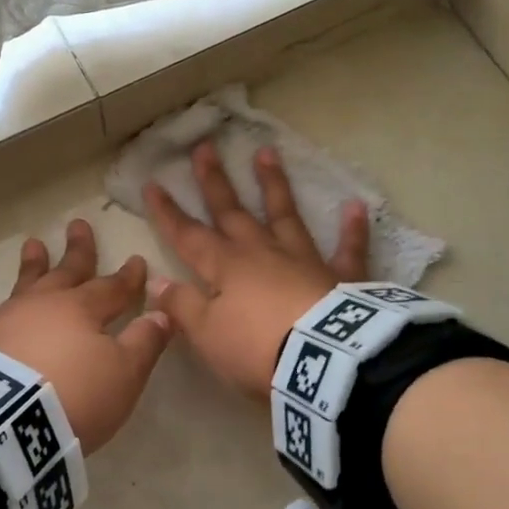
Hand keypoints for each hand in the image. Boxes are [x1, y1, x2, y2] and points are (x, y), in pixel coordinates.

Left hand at [0, 218, 172, 454]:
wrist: (1, 423)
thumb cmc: (74, 394)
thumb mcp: (123, 373)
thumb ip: (144, 341)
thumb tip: (162, 312)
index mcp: (82, 308)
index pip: (112, 287)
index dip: (128, 276)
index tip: (137, 260)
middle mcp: (44, 305)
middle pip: (66, 271)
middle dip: (78, 250)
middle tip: (77, 224)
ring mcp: (7, 321)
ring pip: (28, 284)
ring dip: (35, 264)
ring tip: (33, 245)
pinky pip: (2, 312)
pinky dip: (11, 303)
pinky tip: (7, 307)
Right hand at [144, 142, 368, 398]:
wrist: (323, 361)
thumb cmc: (257, 348)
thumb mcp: (207, 334)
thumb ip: (182, 305)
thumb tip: (157, 281)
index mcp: (225, 267)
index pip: (188, 235)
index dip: (168, 212)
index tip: (154, 183)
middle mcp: (261, 252)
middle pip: (232, 212)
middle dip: (215, 181)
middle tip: (205, 147)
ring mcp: (303, 259)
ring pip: (284, 214)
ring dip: (274, 184)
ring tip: (267, 152)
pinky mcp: (341, 276)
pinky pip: (347, 248)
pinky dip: (352, 229)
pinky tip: (355, 206)